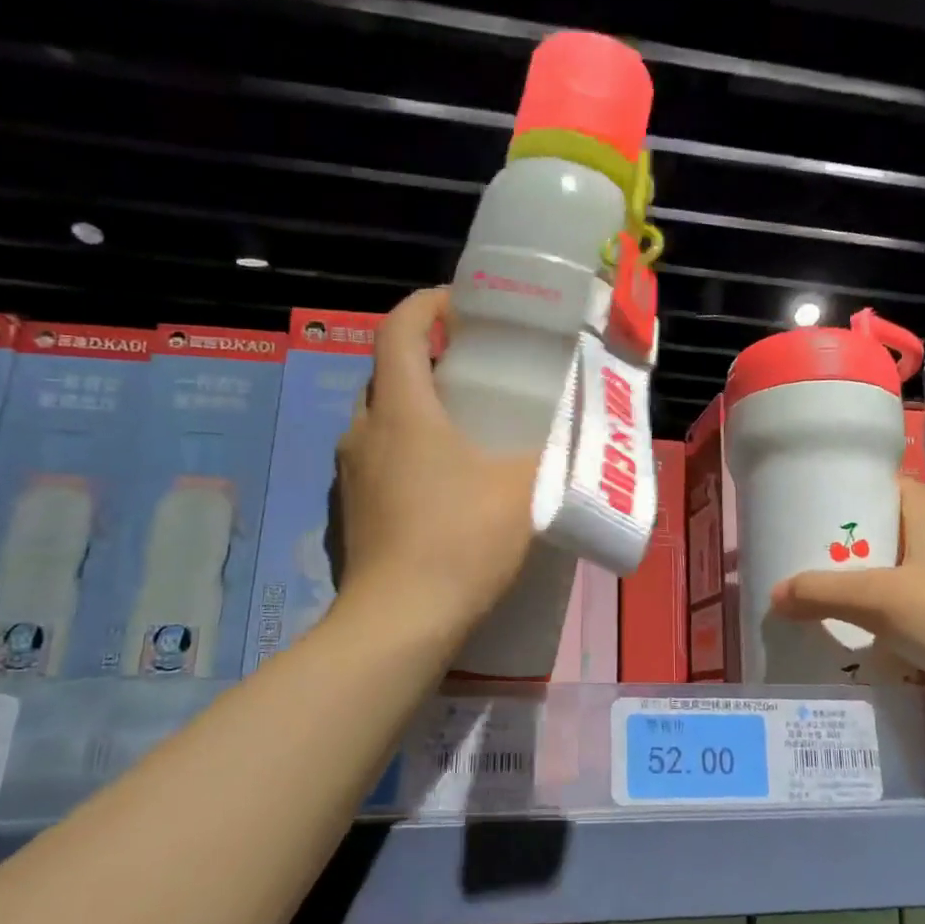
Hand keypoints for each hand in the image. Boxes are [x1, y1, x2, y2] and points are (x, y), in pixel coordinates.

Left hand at [334, 288, 537, 645]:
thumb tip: (573, 432)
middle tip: (471, 366)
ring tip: (460, 421)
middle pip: (386, 371)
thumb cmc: (462, 539)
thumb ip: (550, 453)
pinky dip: (405, 448)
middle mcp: (365, 431)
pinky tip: (441, 478)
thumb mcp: (523, 488)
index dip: (426, 304)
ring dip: (413, 406)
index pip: (398, 329)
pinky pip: (377, 457)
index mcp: (402, 410)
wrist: (401, 620)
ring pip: (379, 417)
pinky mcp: (352, 509)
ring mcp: (351, 473)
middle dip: (423, 356)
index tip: (461, 303)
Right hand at [770, 477, 924, 695]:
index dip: (871, 487)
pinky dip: (906, 624)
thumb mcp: (878, 600)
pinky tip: (882, 645)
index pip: (904, 487)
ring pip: (918, 578)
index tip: (835, 501)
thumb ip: (822, 594)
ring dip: (885, 588)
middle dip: (867, 546)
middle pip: (906, 534)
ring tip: (843, 604)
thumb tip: (774, 594)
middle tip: (823, 560)